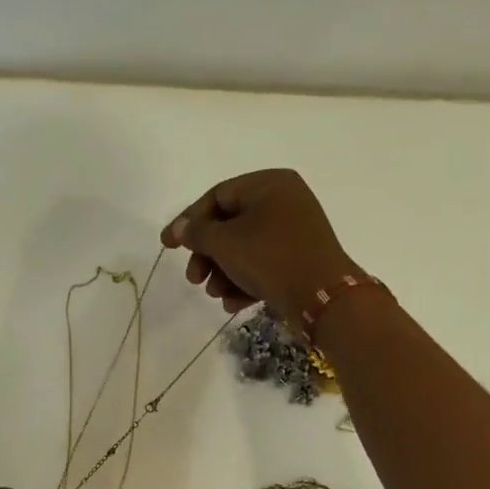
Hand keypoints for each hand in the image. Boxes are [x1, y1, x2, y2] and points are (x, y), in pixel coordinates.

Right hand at [161, 169, 363, 323]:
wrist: (322, 297)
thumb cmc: (270, 258)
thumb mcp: (225, 243)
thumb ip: (196, 233)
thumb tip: (181, 229)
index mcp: (268, 184)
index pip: (216, 196)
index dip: (188, 221)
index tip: (167, 246)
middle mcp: (283, 201)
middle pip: (228, 225)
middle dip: (207, 255)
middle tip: (194, 279)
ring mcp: (293, 231)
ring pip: (243, 248)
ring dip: (222, 273)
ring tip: (215, 294)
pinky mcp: (298, 258)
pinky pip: (261, 264)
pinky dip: (243, 281)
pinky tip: (233, 304)